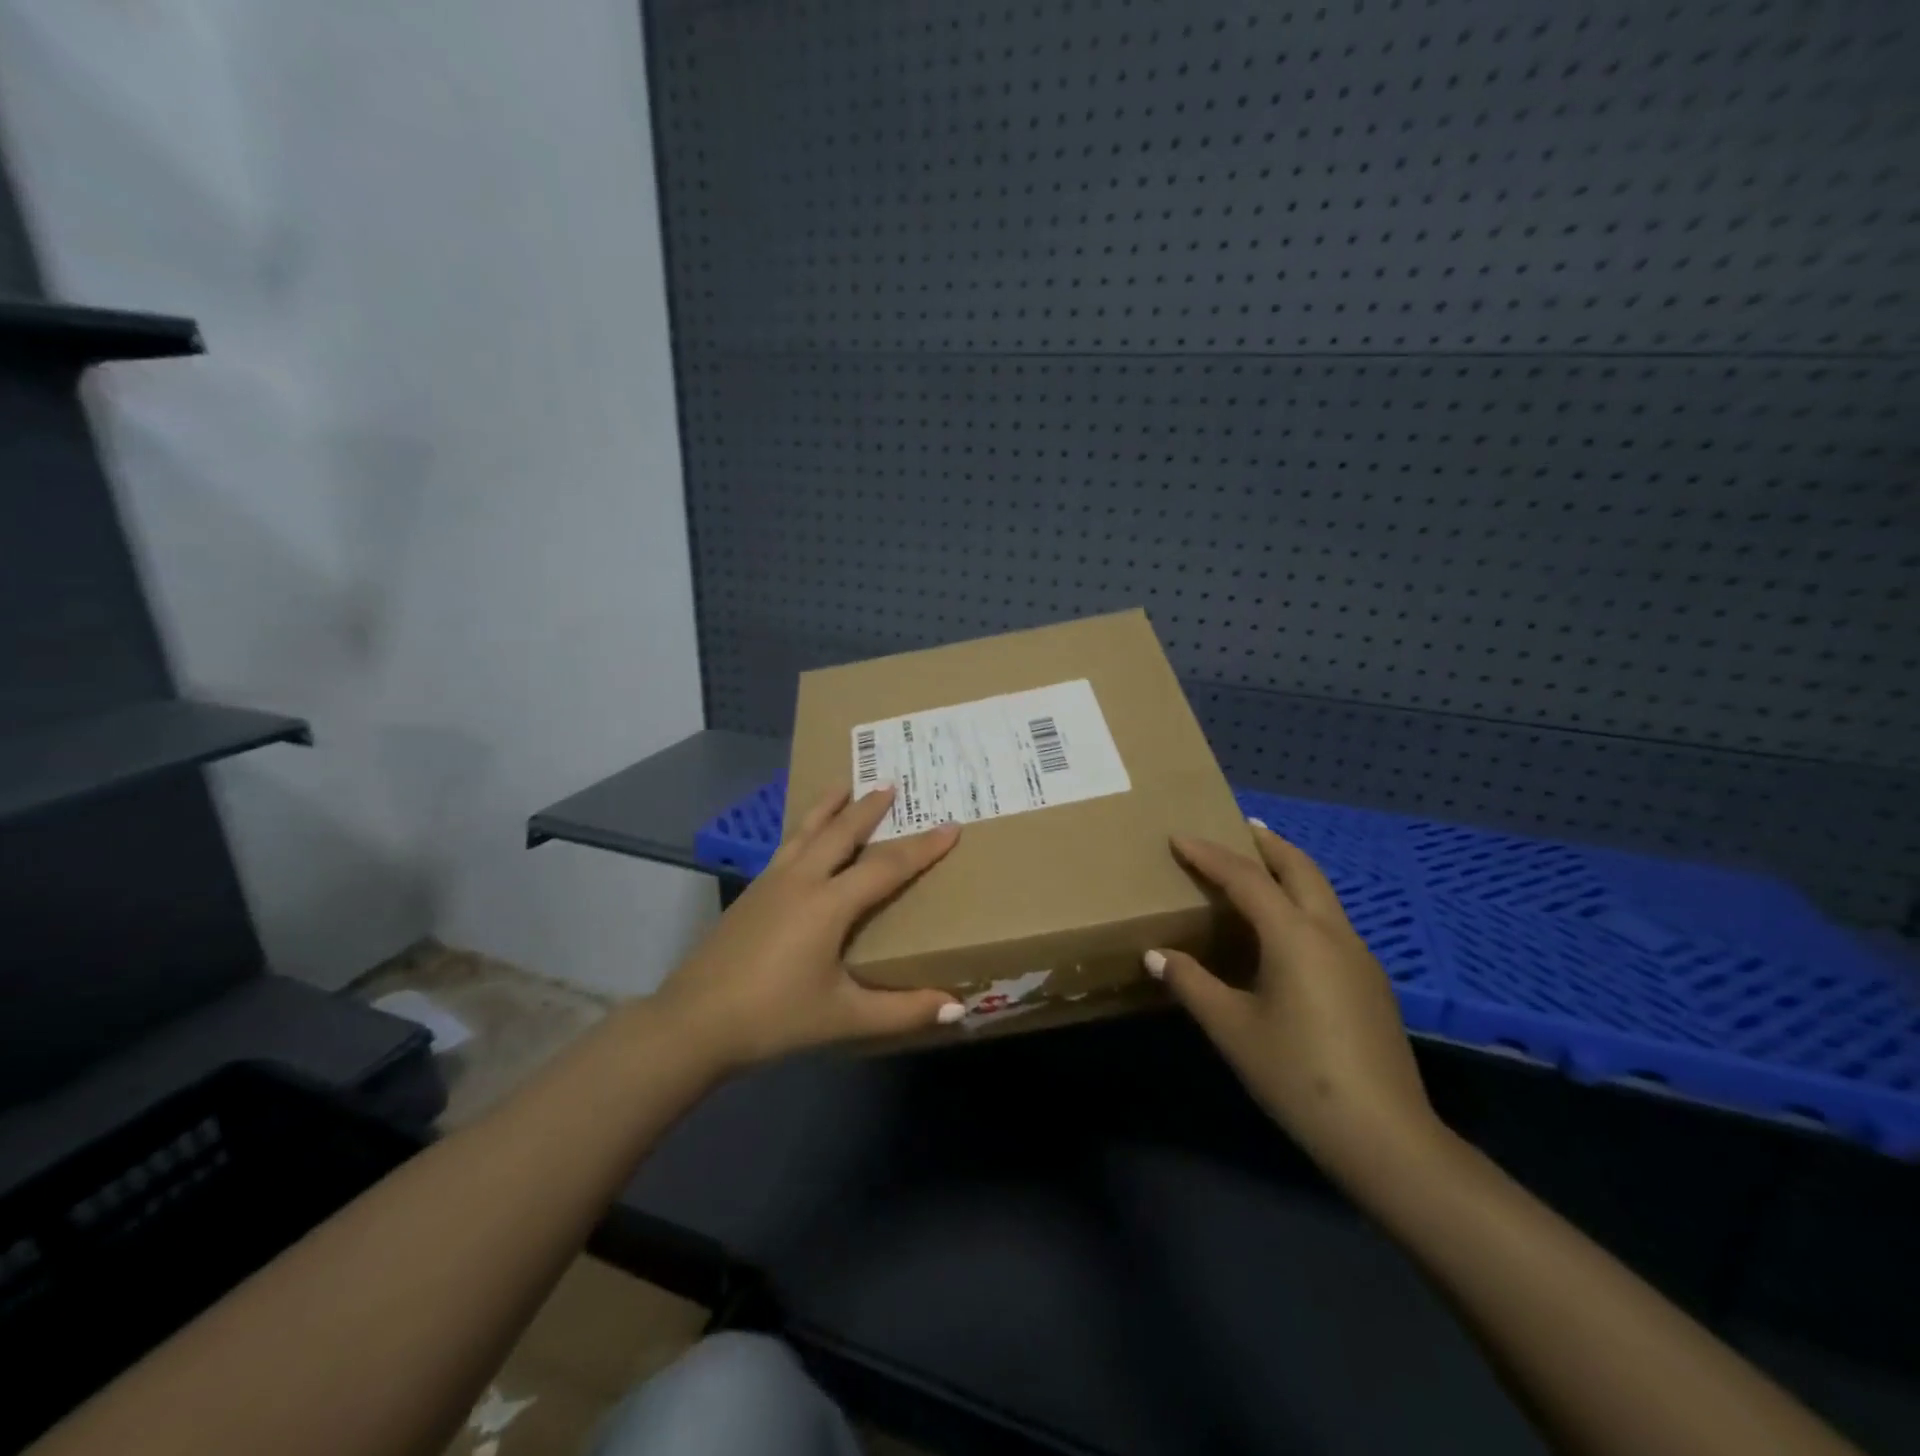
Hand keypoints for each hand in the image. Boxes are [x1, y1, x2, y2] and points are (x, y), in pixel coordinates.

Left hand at [657, 786, 963, 1069]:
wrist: (694, 1023)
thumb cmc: (774, 1017)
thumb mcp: (844, 1018)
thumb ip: (903, 1011)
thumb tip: (957, 1006)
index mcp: (828, 904)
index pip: (887, 866)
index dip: (923, 847)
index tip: (951, 825)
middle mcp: (801, 880)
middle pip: (842, 831)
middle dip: (869, 806)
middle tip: (891, 782)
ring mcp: (771, 882)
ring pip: (807, 830)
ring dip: (830, 805)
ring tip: (845, 784)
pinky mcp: (751, 892)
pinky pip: (788, 845)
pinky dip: (805, 828)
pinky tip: (805, 837)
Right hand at [1147, 823, 1440, 1184]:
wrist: (1385, 1136)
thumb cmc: (1297, 1075)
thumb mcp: (1232, 1028)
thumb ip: (1191, 983)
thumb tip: (1155, 954)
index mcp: (1294, 936)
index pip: (1246, 879)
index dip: (1210, 855)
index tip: (1180, 838)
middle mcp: (1331, 933)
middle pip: (1300, 869)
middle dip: (1268, 844)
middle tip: (1239, 828)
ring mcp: (1358, 957)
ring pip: (1321, 894)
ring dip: (1290, 871)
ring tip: (1260, 870)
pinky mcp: (1370, 982)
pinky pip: (1330, 922)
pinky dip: (1303, 904)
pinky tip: (1286, 932)